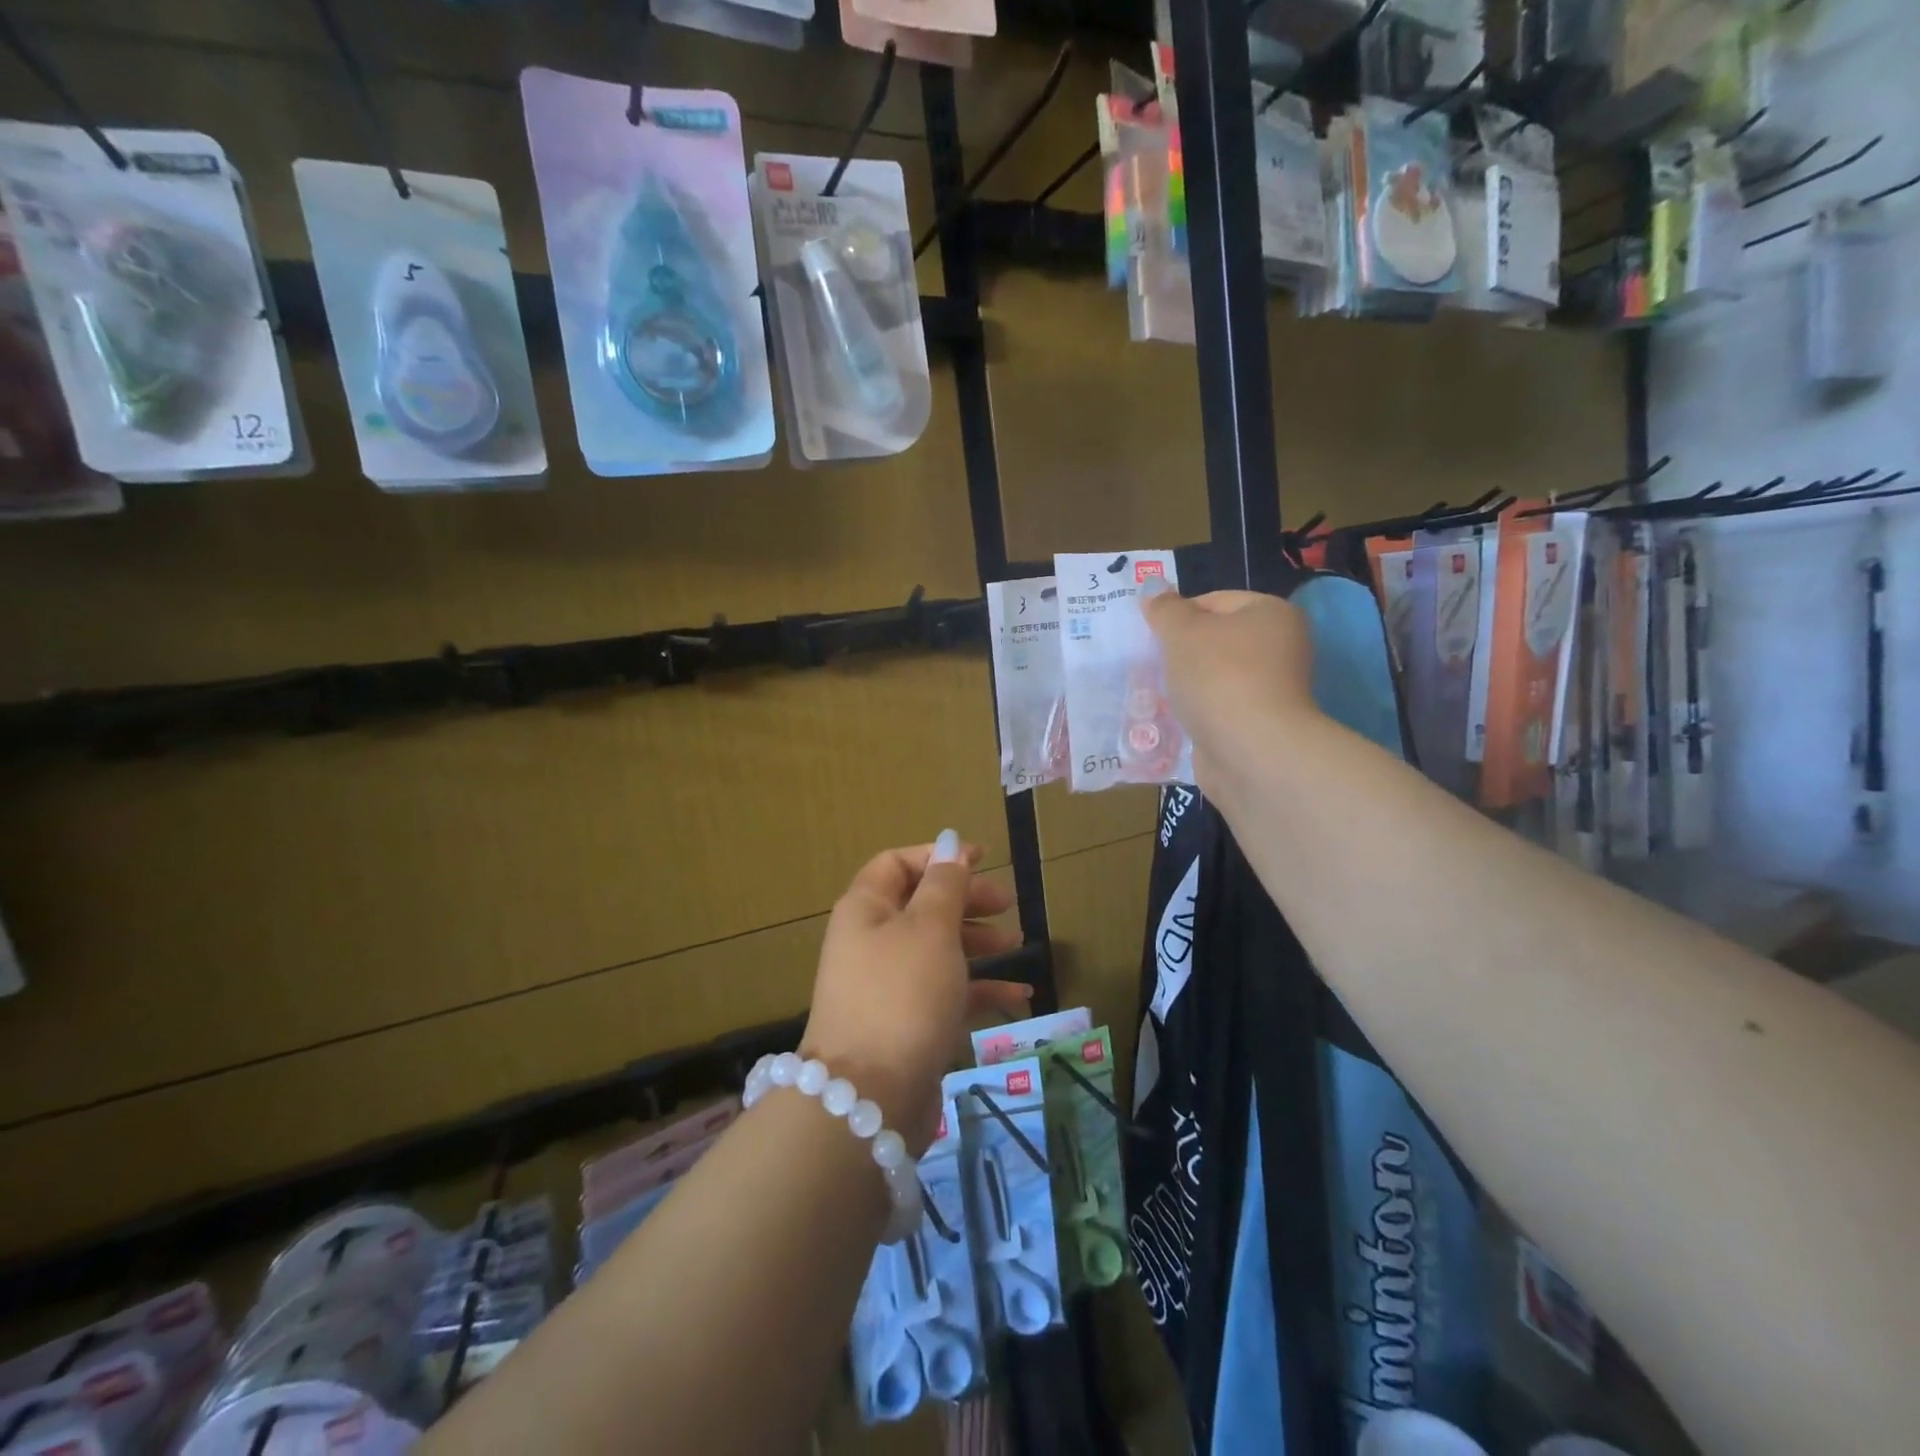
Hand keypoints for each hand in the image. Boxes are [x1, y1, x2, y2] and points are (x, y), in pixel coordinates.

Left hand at [801, 832, 1033, 1153]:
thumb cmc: (902, 994)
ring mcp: (887, 986)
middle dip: (965, 899)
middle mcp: (871, 942)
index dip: (939, 856)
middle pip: (921, 905)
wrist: (869, 1099)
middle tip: (1007, 904)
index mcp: (866, 909)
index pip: (898, 864)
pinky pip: (946, 993)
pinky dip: (979, 988)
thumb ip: (944, 884)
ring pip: (936, 948)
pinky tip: (1019, 995)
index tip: (983, 859)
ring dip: (976, 941)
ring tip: (1016, 943)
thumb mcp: (929, 929)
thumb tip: (949, 843)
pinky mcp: (906, 1024)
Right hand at [1145, 590, 1318, 792]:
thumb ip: (1165, 609)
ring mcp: (1269, 690)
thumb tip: (1153, 589)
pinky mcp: (1256, 726)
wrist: (1249, 751)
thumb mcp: (1182, 632)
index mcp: (1271, 614)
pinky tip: (1169, 721)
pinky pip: (1215, 710)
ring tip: (1152, 694)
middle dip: (1178, 653)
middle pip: (1214, 641)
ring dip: (1184, 685)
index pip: (1214, 600)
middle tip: (1147, 664)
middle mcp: (1279, 648)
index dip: (1178, 615)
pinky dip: (1194, 714)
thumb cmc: (1219, 677)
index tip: (1150, 636)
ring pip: (1212, 678)